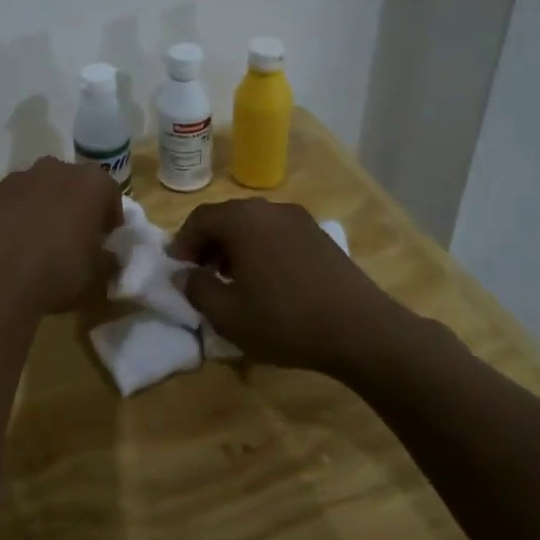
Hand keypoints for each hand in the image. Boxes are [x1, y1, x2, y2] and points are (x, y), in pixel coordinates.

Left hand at [0, 157, 124, 315]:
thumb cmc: (57, 274)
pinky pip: (5, 201)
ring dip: (39, 206)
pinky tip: (5, 242)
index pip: (109, 191)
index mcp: (89, 184)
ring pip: (34, 188)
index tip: (105, 235)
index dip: (109, 214)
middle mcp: (53, 170)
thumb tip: (105, 255)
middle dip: (72, 203)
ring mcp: (15, 179)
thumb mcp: (96, 276)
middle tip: (71, 233)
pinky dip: (9, 215)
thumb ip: (106, 259)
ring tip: (35, 239)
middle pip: (69, 182)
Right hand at [171, 199, 420, 370]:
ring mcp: (299, 220)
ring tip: (233, 282)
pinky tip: (267, 283)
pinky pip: (277, 235)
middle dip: (208, 244)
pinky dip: (261, 250)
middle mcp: (270, 210)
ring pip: (253, 226)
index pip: (199, 219)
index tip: (178, 271)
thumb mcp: (227, 314)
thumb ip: (196, 289)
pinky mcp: (320, 236)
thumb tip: (185, 275)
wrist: (361, 330)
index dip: (182, 244)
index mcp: (242, 220)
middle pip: (227, 218)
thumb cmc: (284, 320)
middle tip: (201, 275)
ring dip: (235, 248)